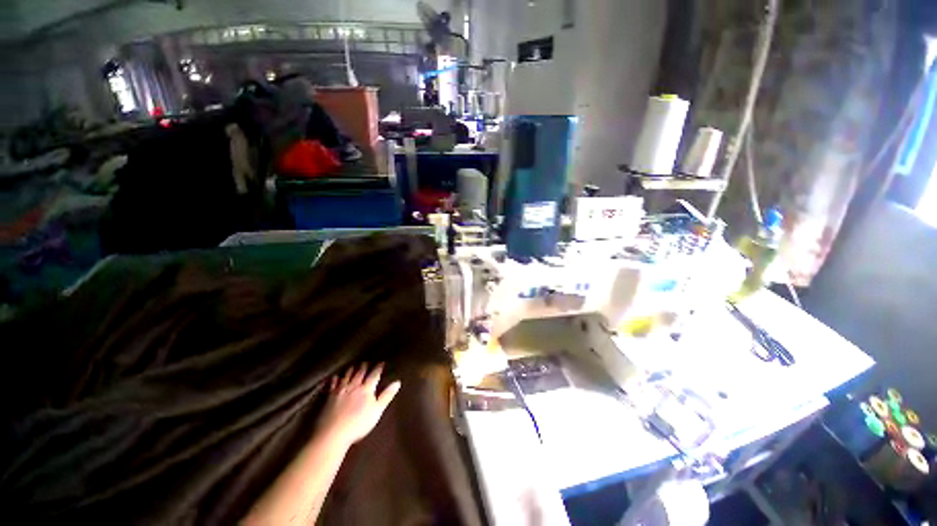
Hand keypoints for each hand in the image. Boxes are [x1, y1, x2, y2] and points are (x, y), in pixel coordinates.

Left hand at [318, 363, 401, 445]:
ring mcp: (341, 391)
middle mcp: (354, 386)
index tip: (381, 362)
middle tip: (366, 362)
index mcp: (366, 389)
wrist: (333, 433)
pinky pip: (333, 385)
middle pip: (360, 373)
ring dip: (351, 370)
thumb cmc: (358, 424)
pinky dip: (335, 380)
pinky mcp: (330, 397)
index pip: (374, 375)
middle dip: (363, 367)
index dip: (378, 368)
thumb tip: (397, 382)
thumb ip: (387, 396)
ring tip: (353, 366)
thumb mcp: (377, 411)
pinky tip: (335, 377)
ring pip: (347, 376)